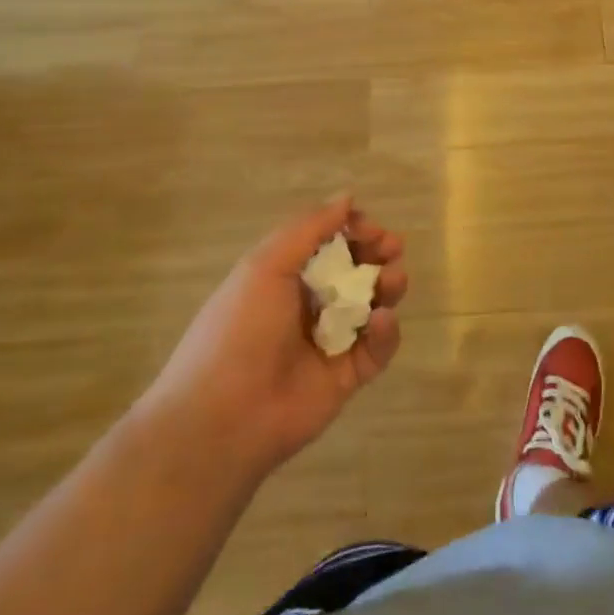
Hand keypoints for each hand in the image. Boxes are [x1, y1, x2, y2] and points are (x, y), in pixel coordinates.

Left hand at [145, 196, 406, 481]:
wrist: (221, 418)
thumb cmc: (238, 330)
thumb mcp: (266, 266)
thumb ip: (310, 228)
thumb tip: (347, 196)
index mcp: (284, 276)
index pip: (329, 243)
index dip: (353, 230)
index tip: (369, 227)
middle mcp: (309, 304)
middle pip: (356, 270)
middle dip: (377, 253)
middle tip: (392, 248)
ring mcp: (330, 341)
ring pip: (373, 305)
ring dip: (387, 286)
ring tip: (392, 280)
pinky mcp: (347, 376)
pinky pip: (376, 348)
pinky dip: (385, 332)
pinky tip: (381, 320)